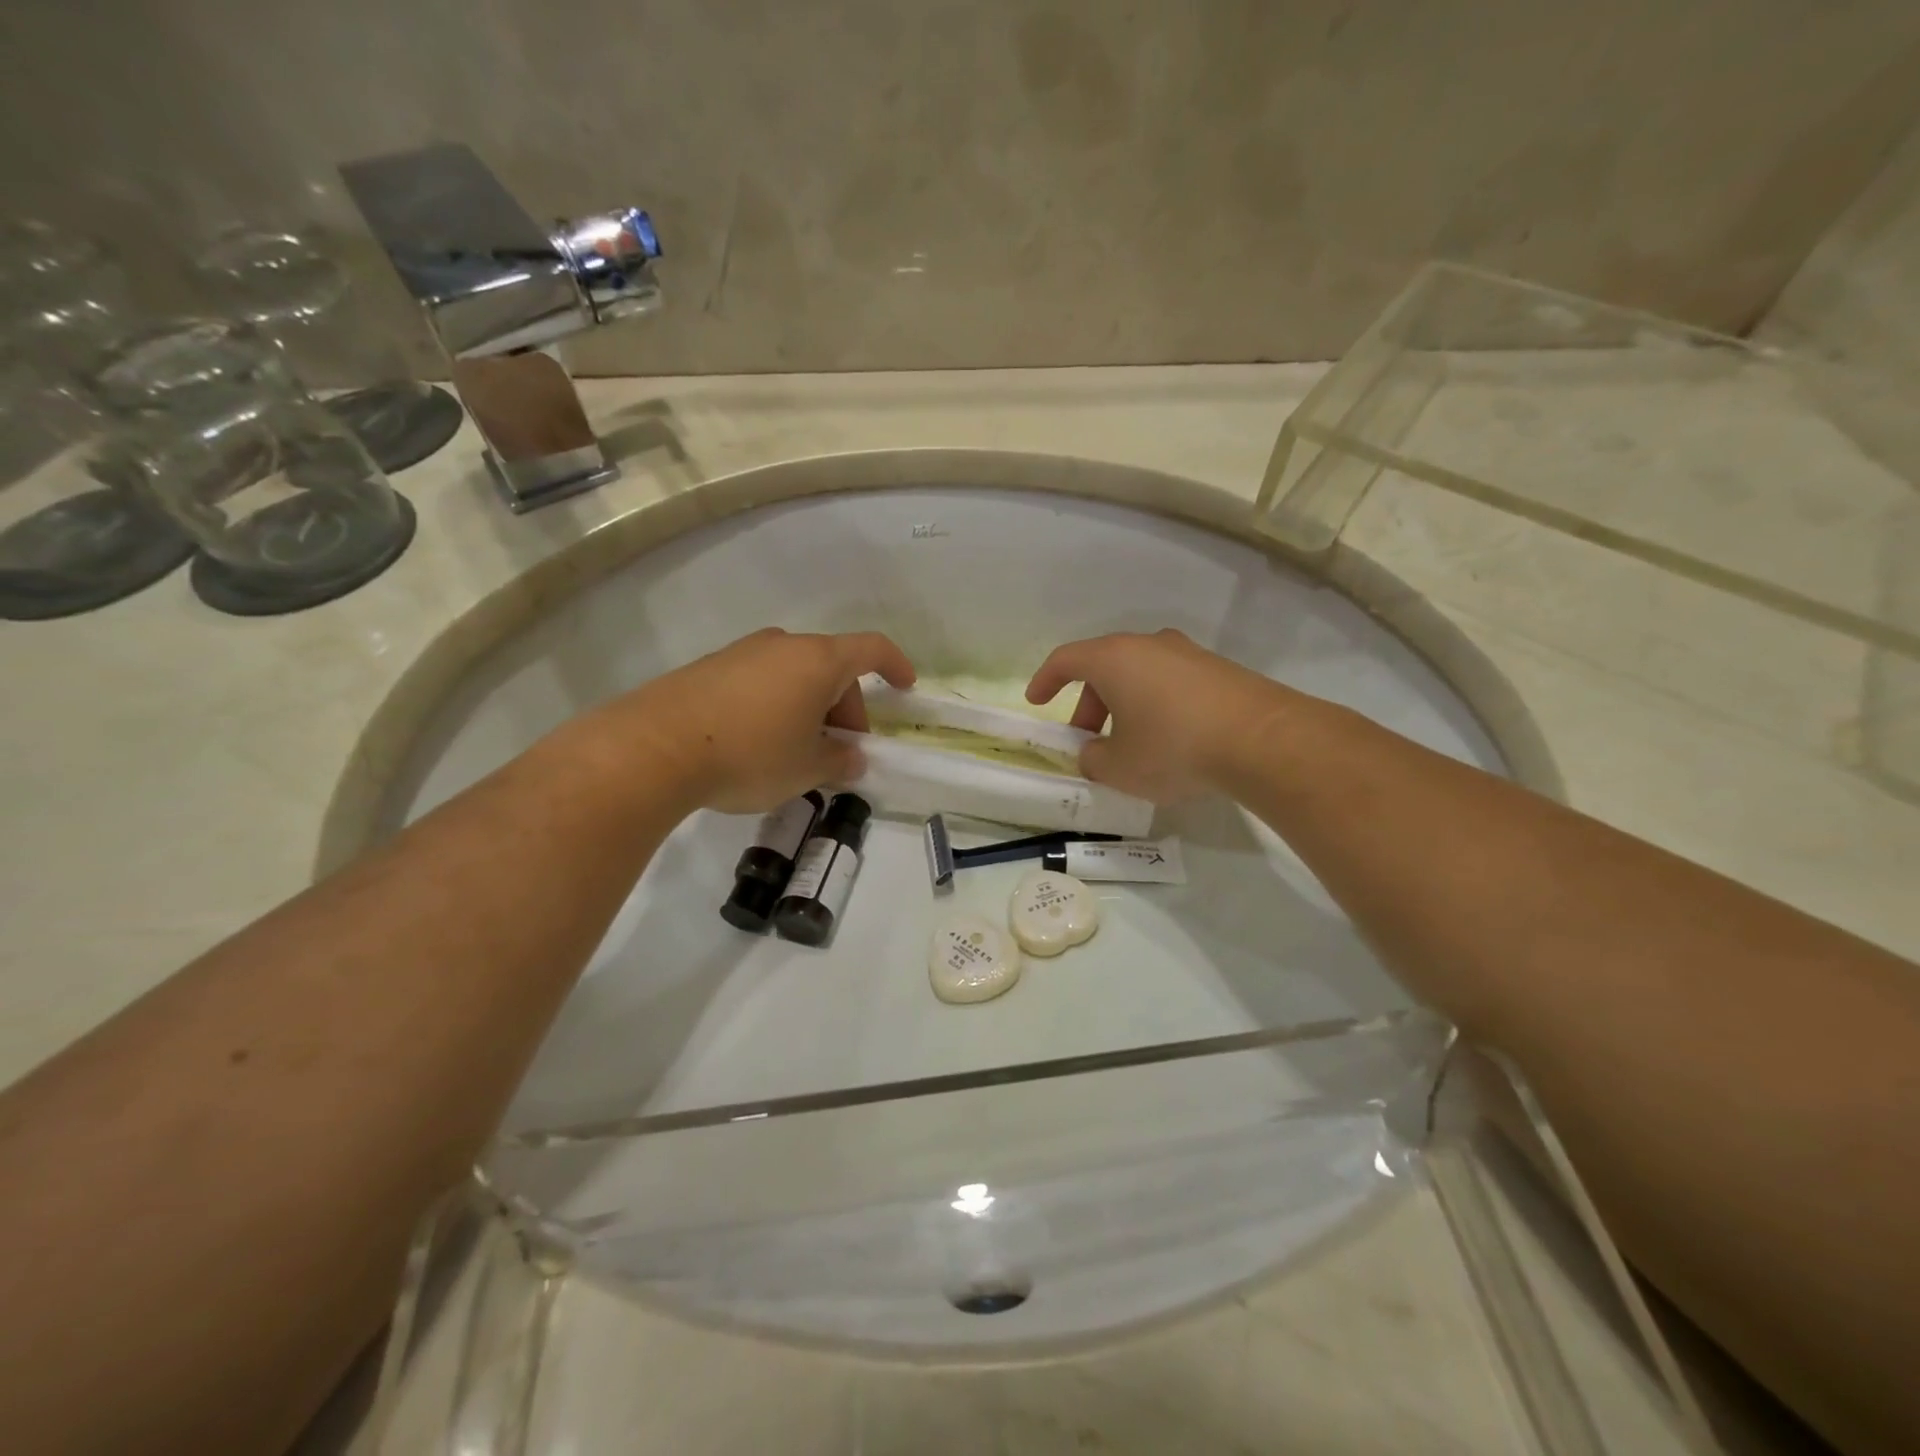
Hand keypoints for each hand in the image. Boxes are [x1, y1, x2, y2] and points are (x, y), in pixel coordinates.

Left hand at [616, 628, 915, 811]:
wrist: (654, 748)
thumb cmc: (750, 754)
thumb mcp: (806, 769)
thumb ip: (839, 762)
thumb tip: (850, 758)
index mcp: (818, 661)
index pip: (871, 649)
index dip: (895, 665)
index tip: (906, 687)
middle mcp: (783, 645)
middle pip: (832, 668)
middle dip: (845, 709)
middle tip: (838, 753)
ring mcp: (742, 653)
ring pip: (794, 676)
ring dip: (809, 709)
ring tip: (797, 754)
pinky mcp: (709, 669)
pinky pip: (760, 682)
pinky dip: (775, 706)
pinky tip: (758, 745)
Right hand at [1025, 629, 1299, 801]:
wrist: (1262, 740)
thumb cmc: (1173, 747)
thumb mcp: (1119, 767)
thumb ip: (1093, 759)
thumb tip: (1095, 753)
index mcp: (1114, 658)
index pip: (1066, 659)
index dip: (1045, 680)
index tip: (1036, 701)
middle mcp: (1149, 645)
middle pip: (1104, 668)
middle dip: (1088, 705)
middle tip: (1089, 742)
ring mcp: (1188, 654)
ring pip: (1140, 675)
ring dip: (1124, 706)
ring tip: (1131, 746)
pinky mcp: (1218, 670)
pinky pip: (1171, 683)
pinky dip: (1156, 706)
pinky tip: (1169, 741)